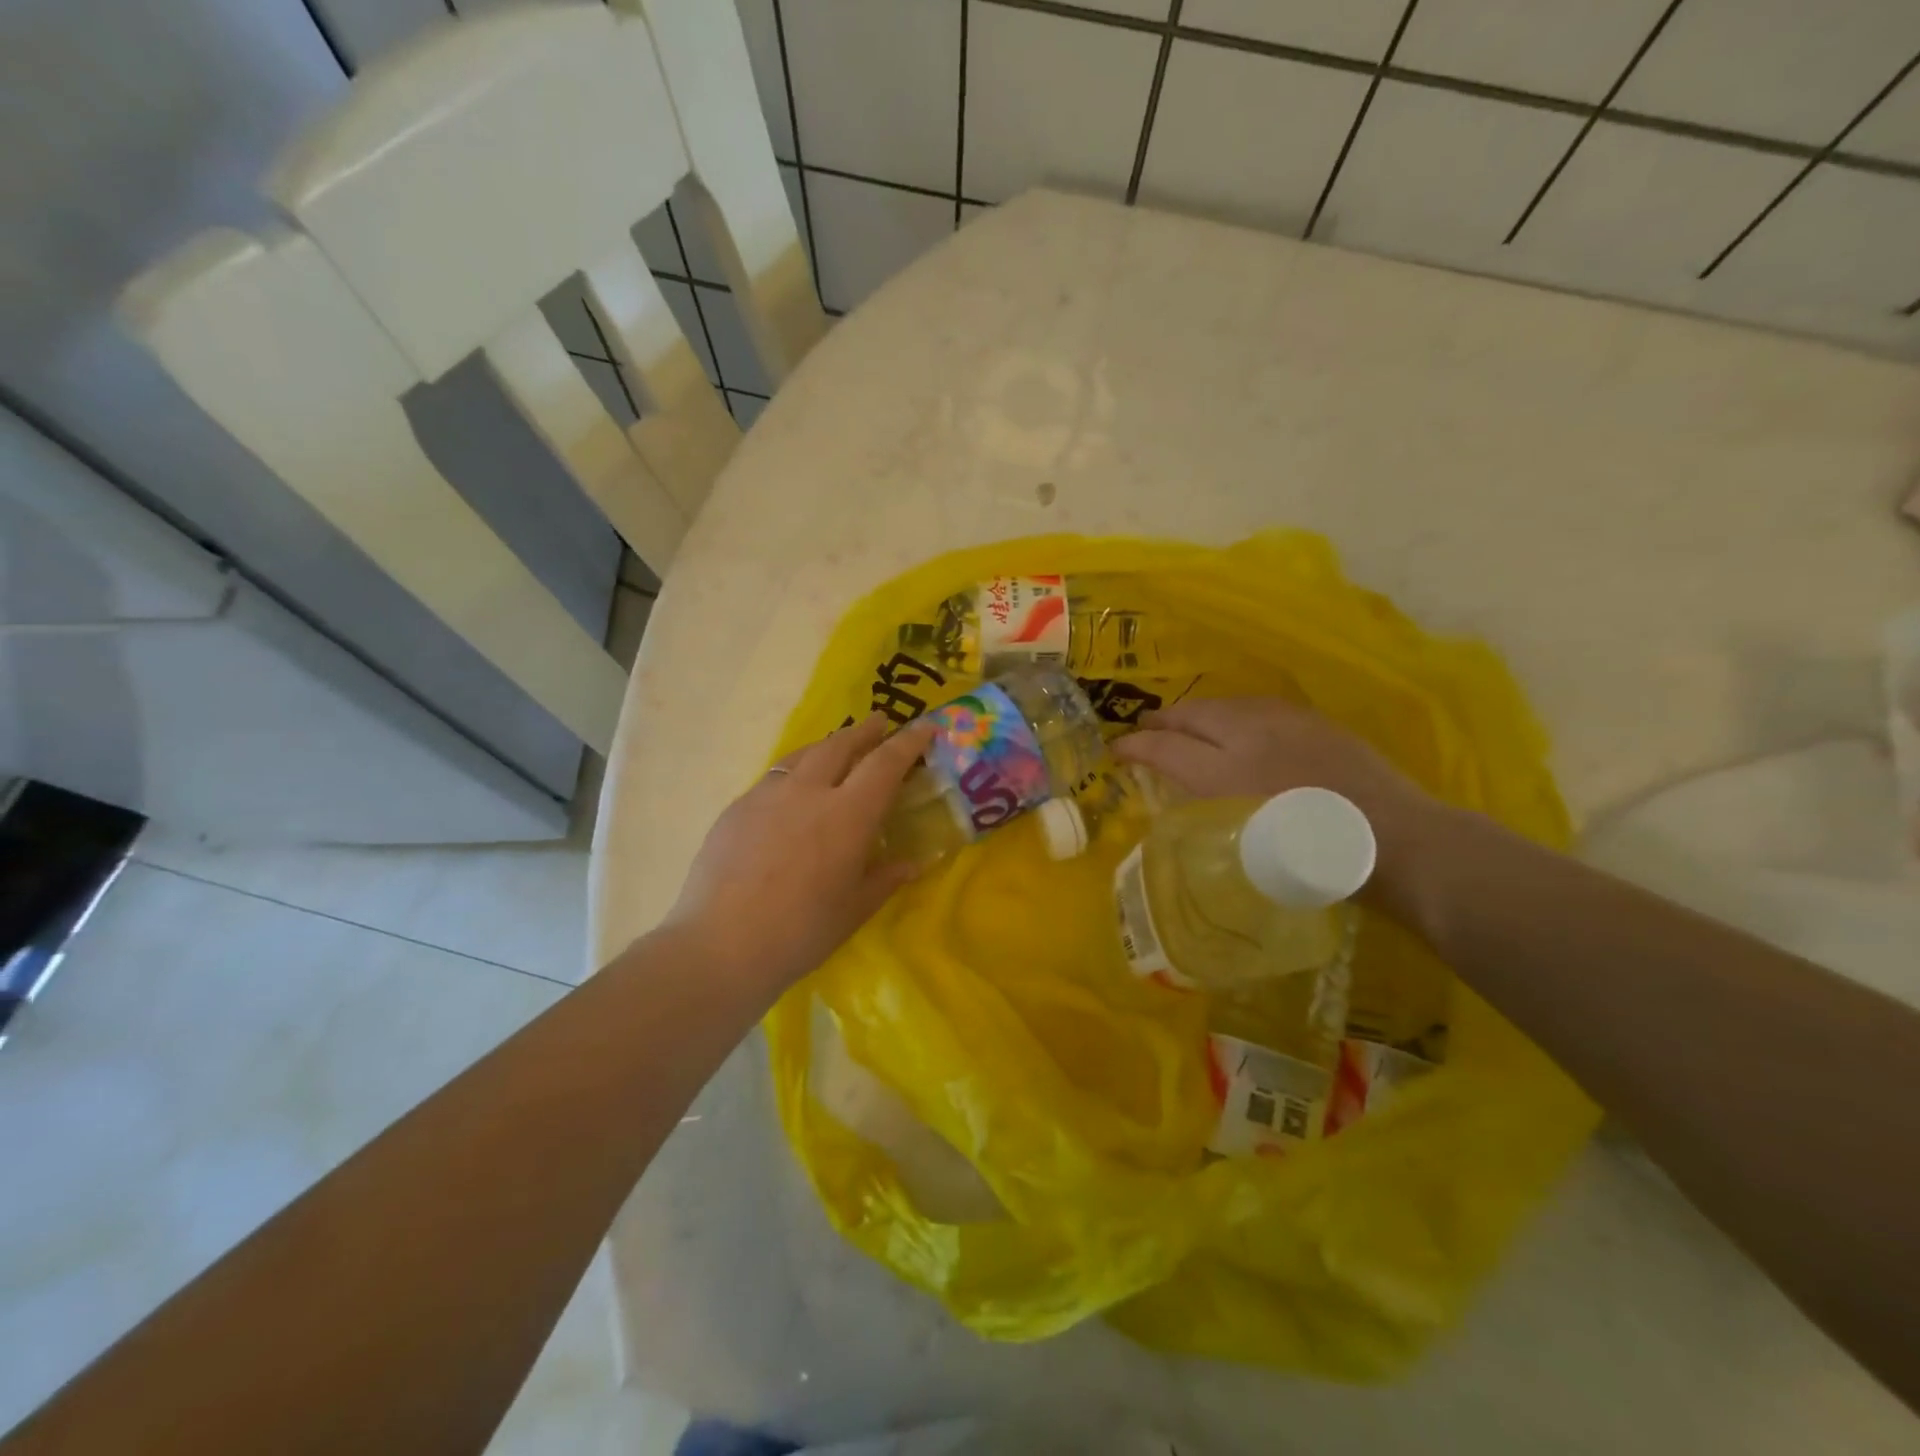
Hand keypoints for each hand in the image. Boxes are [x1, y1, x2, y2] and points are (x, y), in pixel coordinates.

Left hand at [664, 714, 937, 998]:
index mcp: (848, 814)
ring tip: (837, 748)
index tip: (924, 727)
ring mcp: (767, 795)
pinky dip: (795, 771)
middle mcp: (809, 791)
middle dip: (865, 731)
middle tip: (879, 725)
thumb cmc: (801, 932)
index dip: (908, 741)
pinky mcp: (737, 808)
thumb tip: (910, 864)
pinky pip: (774, 777)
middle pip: (841, 745)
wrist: (720, 945)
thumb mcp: (854, 909)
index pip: (885, 763)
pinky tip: (792, 793)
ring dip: (828, 745)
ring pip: (803, 754)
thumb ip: (885, 878)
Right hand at [1113, 698, 1443, 916]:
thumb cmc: (1315, 862)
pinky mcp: (1310, 720)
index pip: (1165, 749)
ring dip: (1195, 713)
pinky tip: (1235, 723)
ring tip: (1184, 723)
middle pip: (1190, 716)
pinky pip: (1255, 706)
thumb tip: (1184, 797)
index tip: (1115, 750)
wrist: (1395, 840)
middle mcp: (1247, 738)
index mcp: (1225, 775)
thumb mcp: (1244, 848)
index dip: (1134, 747)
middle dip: (1160, 721)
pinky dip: (1231, 712)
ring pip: (1223, 705)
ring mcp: (1282, 723)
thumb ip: (1207, 813)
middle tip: (1143, 729)